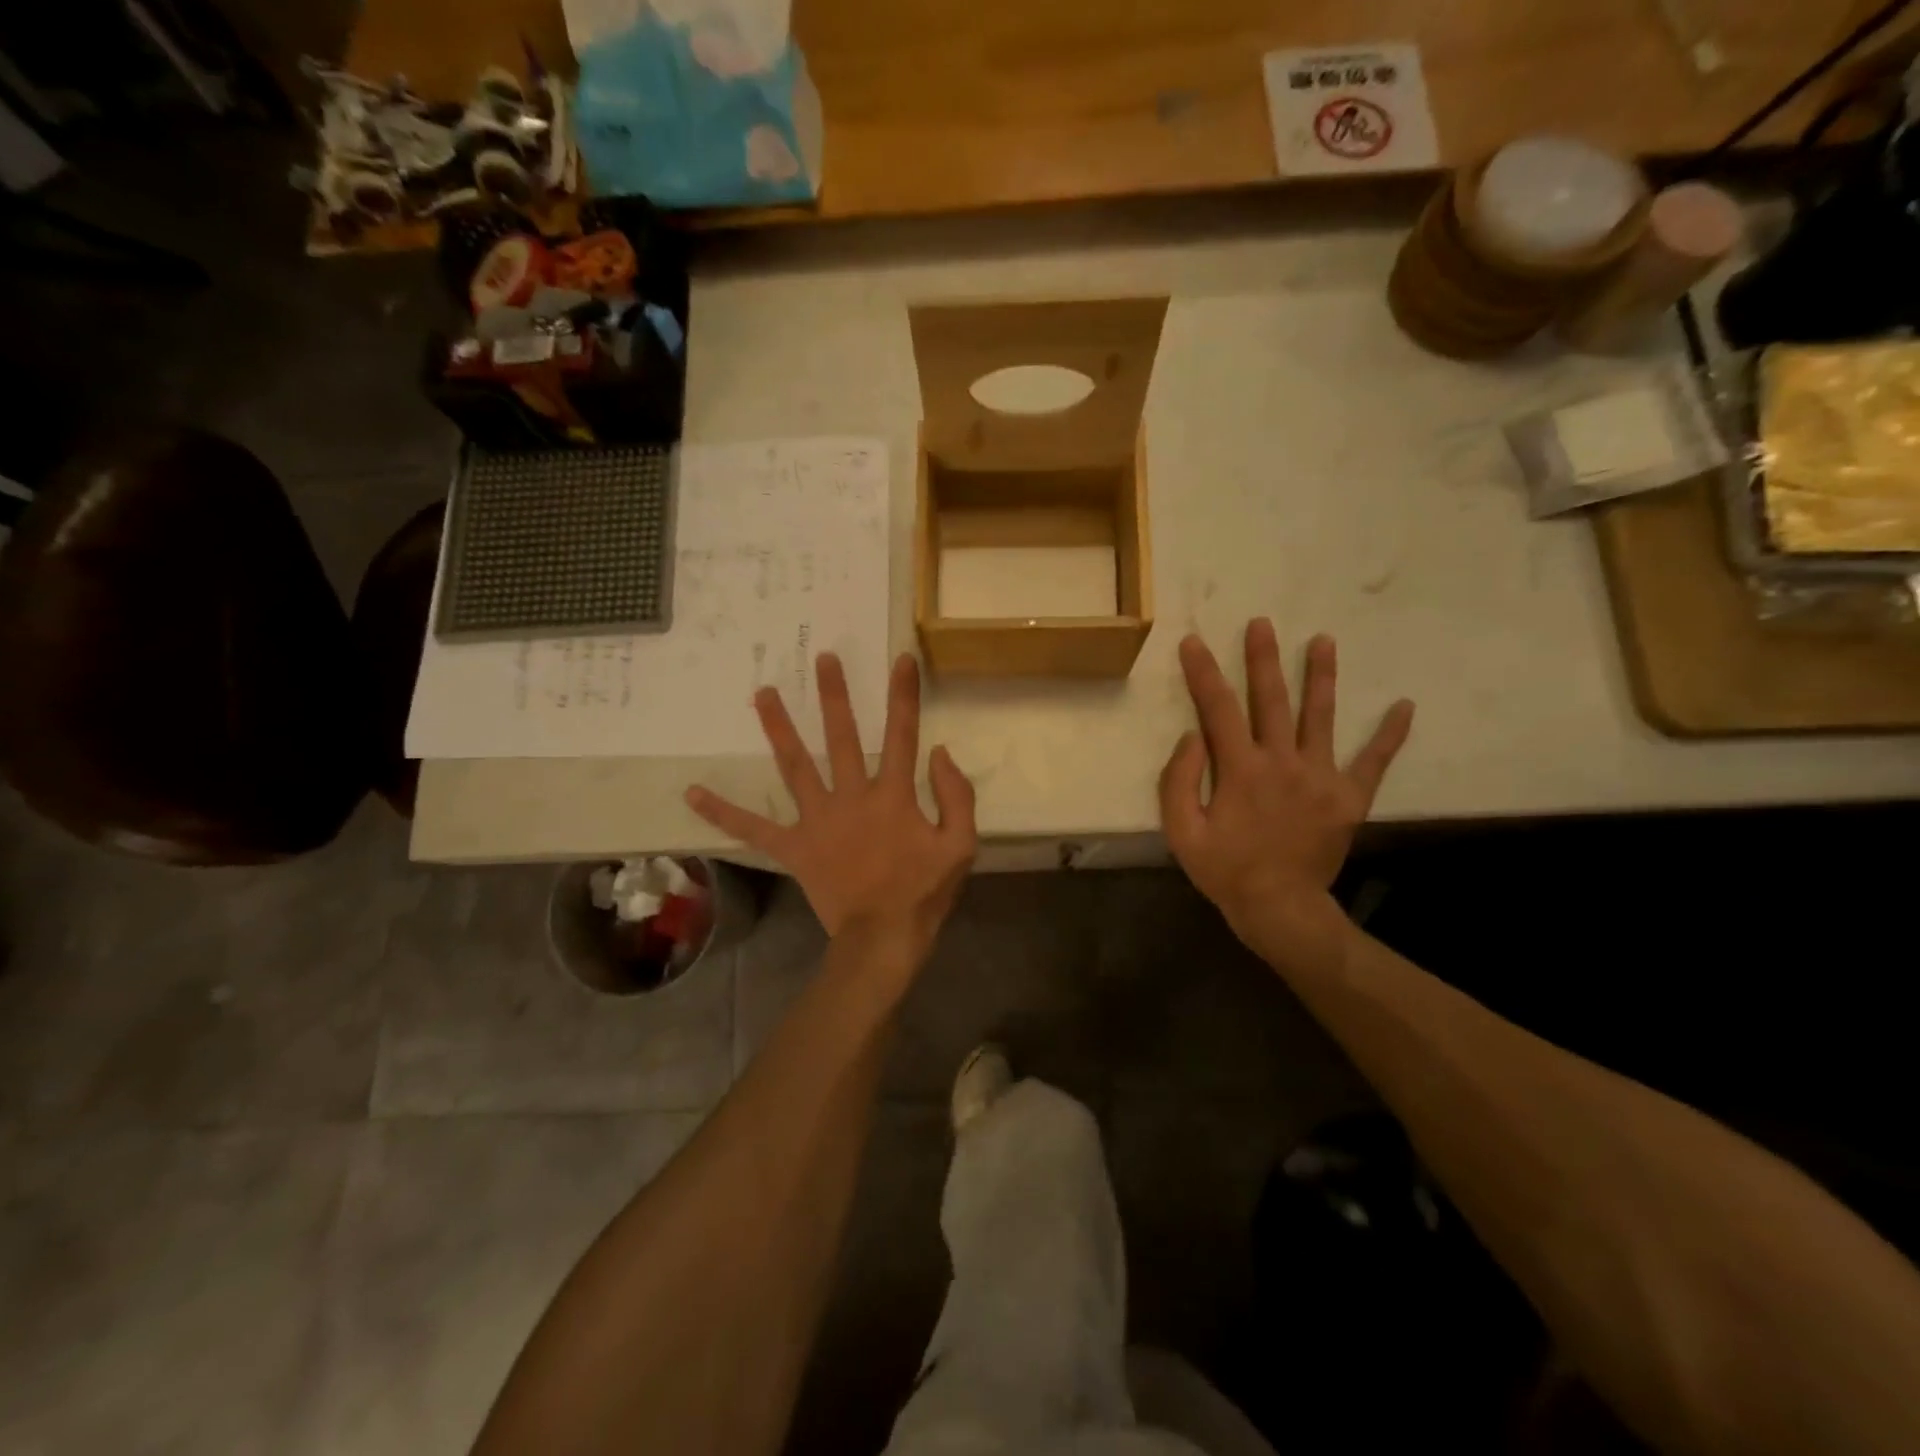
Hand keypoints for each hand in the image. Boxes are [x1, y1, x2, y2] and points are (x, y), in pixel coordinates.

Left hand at [686, 652, 976, 957]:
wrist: (882, 938)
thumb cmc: (923, 892)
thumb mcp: (961, 845)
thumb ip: (956, 796)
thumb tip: (939, 753)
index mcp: (893, 796)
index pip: (901, 735)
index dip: (903, 696)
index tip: (900, 660)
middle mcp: (851, 797)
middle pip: (841, 737)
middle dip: (834, 696)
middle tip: (823, 658)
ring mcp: (817, 821)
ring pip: (795, 766)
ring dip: (780, 727)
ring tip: (762, 693)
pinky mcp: (794, 847)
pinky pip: (755, 828)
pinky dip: (725, 813)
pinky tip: (693, 794)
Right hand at [1160, 619, 1412, 961]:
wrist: (1280, 908)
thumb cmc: (1225, 870)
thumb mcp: (1182, 832)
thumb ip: (1180, 781)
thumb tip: (1193, 736)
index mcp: (1240, 770)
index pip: (1218, 709)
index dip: (1203, 673)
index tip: (1194, 642)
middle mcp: (1283, 762)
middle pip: (1271, 700)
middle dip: (1263, 659)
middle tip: (1262, 623)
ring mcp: (1321, 777)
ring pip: (1321, 717)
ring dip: (1322, 677)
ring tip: (1324, 641)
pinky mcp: (1350, 797)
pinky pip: (1374, 761)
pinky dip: (1390, 735)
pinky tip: (1405, 707)